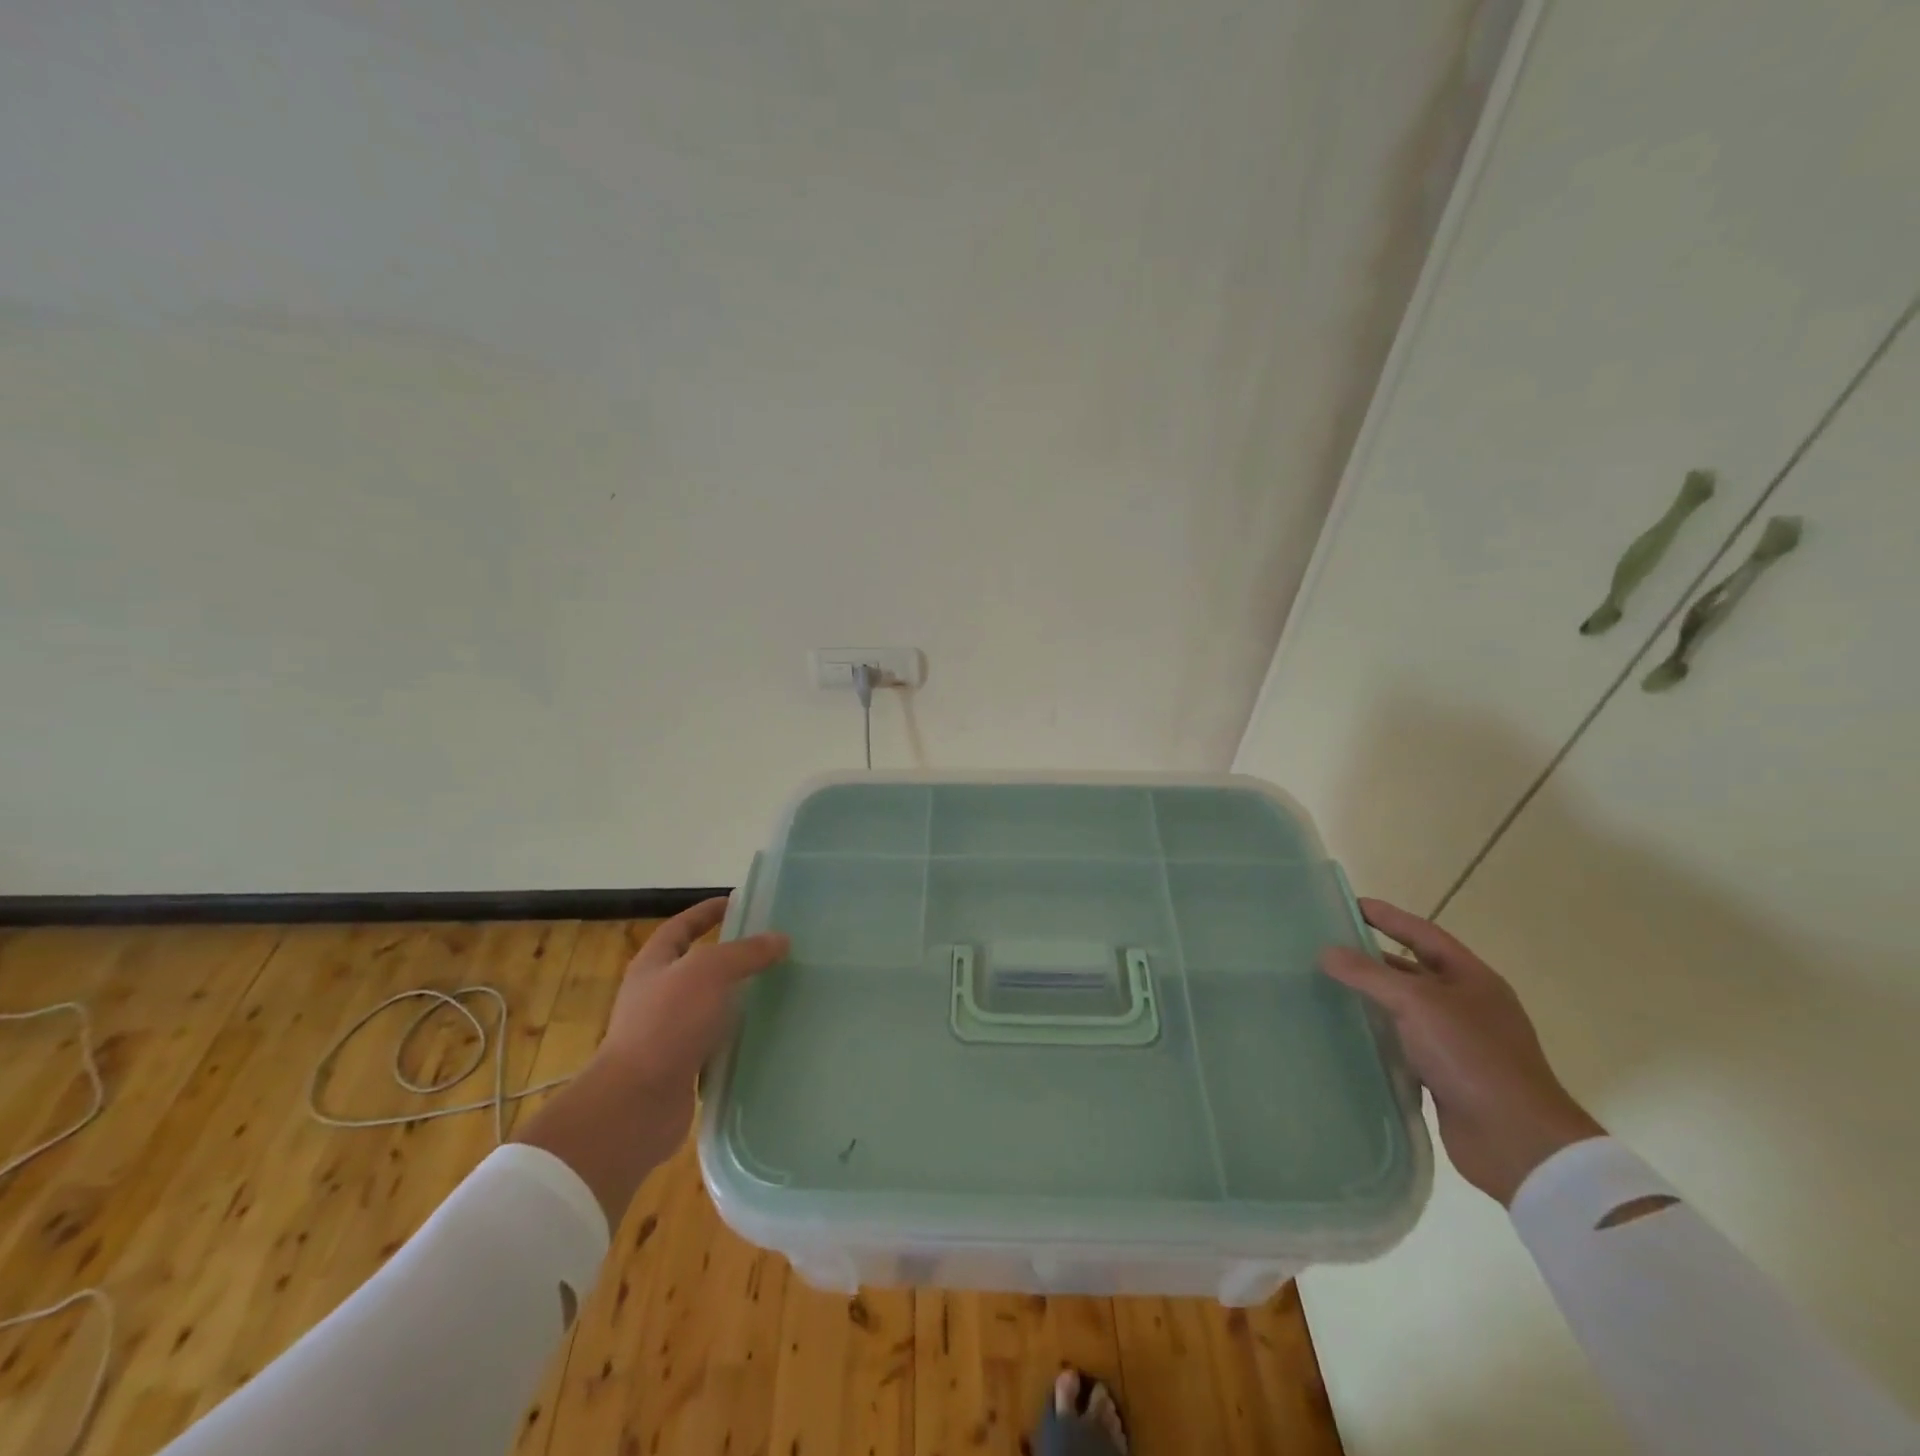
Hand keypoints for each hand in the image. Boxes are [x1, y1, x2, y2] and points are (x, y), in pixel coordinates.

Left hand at [513, 898, 787, 1224]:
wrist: (635, 1105)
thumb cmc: (667, 1024)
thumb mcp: (709, 973)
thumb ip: (745, 953)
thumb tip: (780, 940)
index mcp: (654, 965)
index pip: (681, 927)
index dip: (706, 912)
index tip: (737, 903)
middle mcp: (657, 996)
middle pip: (697, 966)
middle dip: (731, 957)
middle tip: (771, 949)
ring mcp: (667, 1034)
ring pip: (710, 1006)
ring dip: (738, 999)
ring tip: (778, 990)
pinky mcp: (681, 1067)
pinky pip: (716, 1044)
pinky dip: (738, 1038)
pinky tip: (766, 1035)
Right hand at [1321, 898, 1602, 1205]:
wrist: (1516, 1141)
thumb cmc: (1472, 1057)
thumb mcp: (1418, 1004)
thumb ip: (1369, 975)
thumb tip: (1326, 952)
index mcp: (1472, 979)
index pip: (1423, 934)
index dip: (1388, 917)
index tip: (1351, 904)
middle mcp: (1467, 1005)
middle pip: (1413, 970)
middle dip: (1372, 958)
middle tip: (1328, 948)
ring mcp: (1457, 1042)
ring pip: (1404, 1009)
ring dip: (1370, 999)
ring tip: (1325, 988)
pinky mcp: (1443, 1075)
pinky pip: (1402, 1044)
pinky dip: (1376, 1036)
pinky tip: (1344, 1033)